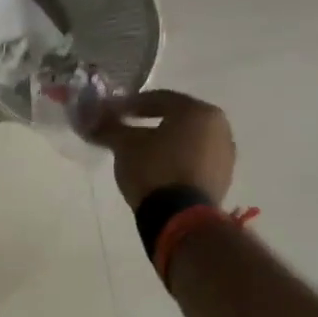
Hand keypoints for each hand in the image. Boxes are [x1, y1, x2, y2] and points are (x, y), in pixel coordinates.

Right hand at [91, 89, 236, 209]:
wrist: (180, 218)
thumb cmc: (154, 169)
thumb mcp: (124, 145)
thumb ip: (109, 127)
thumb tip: (92, 119)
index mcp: (198, 111)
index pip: (159, 98)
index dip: (130, 104)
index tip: (110, 112)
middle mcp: (219, 127)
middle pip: (176, 118)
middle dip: (149, 121)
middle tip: (125, 128)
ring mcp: (225, 155)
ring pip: (186, 140)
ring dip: (163, 142)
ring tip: (138, 152)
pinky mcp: (222, 179)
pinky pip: (194, 159)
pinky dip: (175, 159)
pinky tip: (155, 169)